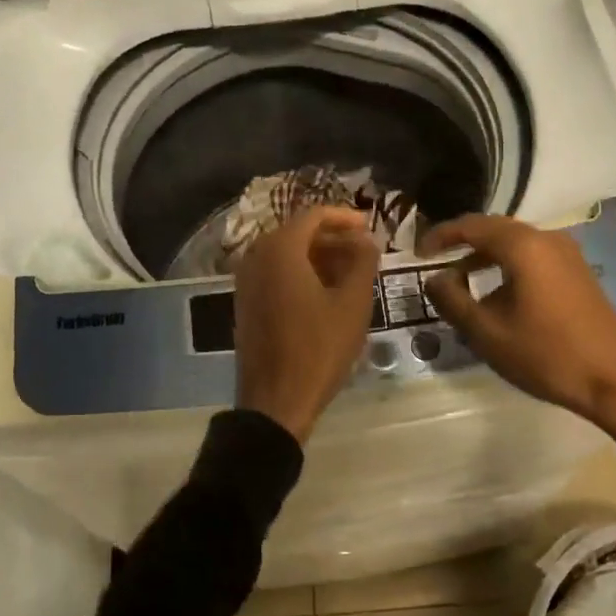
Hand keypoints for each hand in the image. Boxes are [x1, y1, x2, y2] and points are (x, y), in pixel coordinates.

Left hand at [234, 207, 380, 443]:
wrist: (275, 400)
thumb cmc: (319, 349)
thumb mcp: (353, 304)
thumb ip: (363, 262)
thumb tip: (366, 239)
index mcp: (280, 249)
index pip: (314, 215)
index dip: (345, 217)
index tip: (370, 228)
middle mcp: (256, 256)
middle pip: (298, 232)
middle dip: (333, 238)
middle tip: (364, 251)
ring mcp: (246, 280)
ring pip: (286, 254)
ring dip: (318, 256)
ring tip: (351, 272)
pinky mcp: (245, 302)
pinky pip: (275, 274)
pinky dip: (300, 273)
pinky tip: (325, 292)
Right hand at [419, 214, 615, 475]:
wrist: (615, 380)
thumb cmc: (546, 355)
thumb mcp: (486, 333)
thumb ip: (452, 300)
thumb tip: (434, 279)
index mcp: (523, 246)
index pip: (471, 226)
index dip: (440, 235)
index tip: (418, 253)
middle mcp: (547, 238)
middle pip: (494, 229)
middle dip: (462, 244)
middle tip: (435, 263)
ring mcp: (567, 254)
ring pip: (515, 243)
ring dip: (485, 257)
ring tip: (461, 283)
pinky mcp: (578, 271)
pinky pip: (533, 256)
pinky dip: (507, 266)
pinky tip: (497, 294)